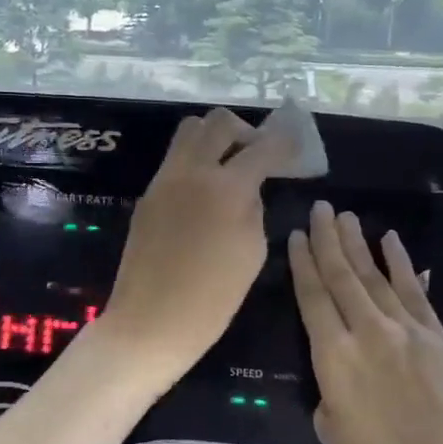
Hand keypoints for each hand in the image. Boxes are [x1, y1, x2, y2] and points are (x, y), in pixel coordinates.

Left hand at [100, 108, 289, 385]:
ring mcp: (164, 180)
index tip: (295, 147)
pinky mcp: (147, 195)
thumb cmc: (212, 298)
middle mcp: (192, 171)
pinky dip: (195, 163)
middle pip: (219, 122)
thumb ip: (253, 210)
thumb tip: (248, 190)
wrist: (150, 321)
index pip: (262, 147)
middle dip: (245, 132)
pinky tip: (205, 194)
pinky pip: (174, 161)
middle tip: (256, 157)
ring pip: (189, 132)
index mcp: (226, 187)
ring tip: (228, 169)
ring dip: (214, 139)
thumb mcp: (252, 252)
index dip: (284, 143)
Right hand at [287, 201, 442, 443]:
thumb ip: (328, 389)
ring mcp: (407, 330)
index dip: (302, 263)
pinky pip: (415, 292)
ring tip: (346, 216)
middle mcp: (367, 331)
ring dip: (359, 244)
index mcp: (333, 356)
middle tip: (319, 208)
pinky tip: (391, 241)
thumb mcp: (331, 431)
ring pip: (375, 276)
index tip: (295, 235)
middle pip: (342, 276)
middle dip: (328, 239)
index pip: (312, 297)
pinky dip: (402, 264)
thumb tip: (339, 370)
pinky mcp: (437, 338)